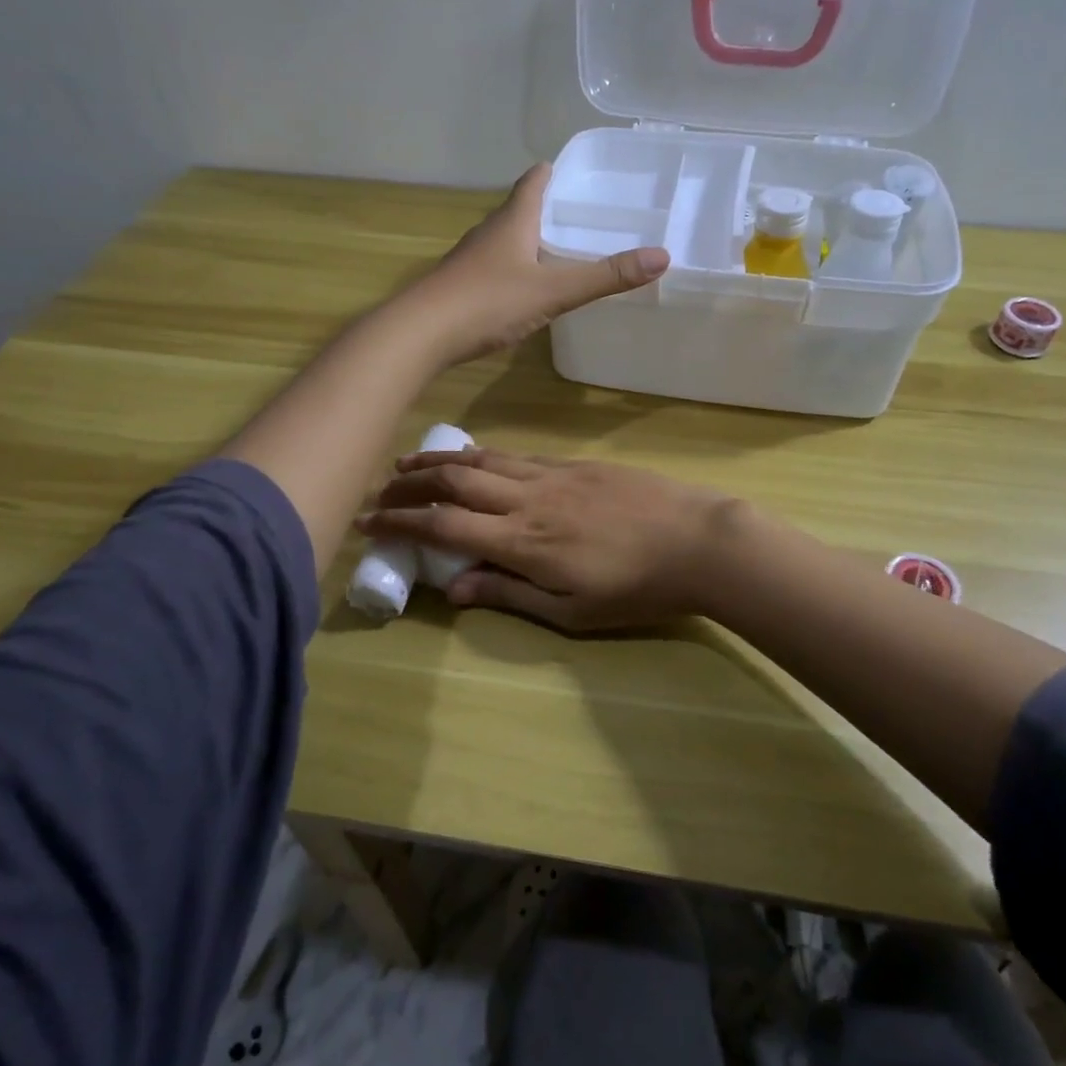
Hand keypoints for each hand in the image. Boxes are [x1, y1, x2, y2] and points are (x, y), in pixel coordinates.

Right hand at [356, 449, 740, 629]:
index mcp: (522, 542)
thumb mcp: (572, 611)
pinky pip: (515, 454)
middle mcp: (527, 499)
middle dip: (410, 482)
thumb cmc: (636, 588)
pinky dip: (482, 454)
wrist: (697, 540)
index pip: (445, 525)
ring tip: (409, 462)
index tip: (367, 521)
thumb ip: (509, 594)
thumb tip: (451, 587)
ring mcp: (551, 475)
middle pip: (455, 480)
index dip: (400, 522)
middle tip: (379, 486)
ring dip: (440, 461)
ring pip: (483, 459)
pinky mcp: (574, 464)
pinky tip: (472, 456)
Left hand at [403, 164, 668, 365]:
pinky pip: (497, 268)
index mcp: (512, 220)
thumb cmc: (488, 302)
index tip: (581, 172)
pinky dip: (517, 269)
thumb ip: (605, 276)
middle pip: (521, 209)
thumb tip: (663, 256)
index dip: (555, 172)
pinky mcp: (462, 287)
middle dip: (550, 208)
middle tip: (586, 215)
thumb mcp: (554, 289)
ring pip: (507, 240)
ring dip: (532, 240)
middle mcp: (490, 232)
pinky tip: (529, 289)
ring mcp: (472, 260)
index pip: (534, 181)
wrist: (420, 335)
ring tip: (563, 251)